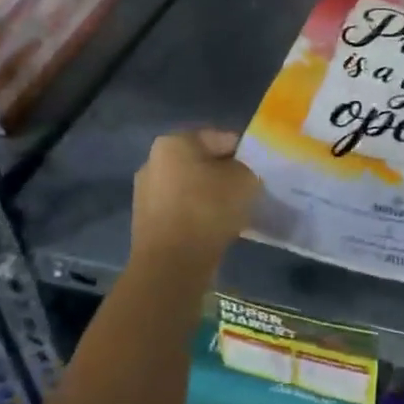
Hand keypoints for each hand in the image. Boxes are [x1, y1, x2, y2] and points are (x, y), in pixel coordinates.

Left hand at [131, 129, 258, 272]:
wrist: (172, 265)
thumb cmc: (208, 209)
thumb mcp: (244, 180)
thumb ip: (247, 169)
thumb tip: (240, 175)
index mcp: (174, 142)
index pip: (220, 138)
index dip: (244, 154)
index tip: (258, 173)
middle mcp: (153, 161)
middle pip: (202, 162)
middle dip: (224, 175)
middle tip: (247, 192)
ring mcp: (145, 192)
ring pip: (191, 187)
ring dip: (211, 196)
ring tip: (232, 214)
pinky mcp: (146, 222)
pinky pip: (181, 210)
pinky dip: (197, 215)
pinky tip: (214, 229)